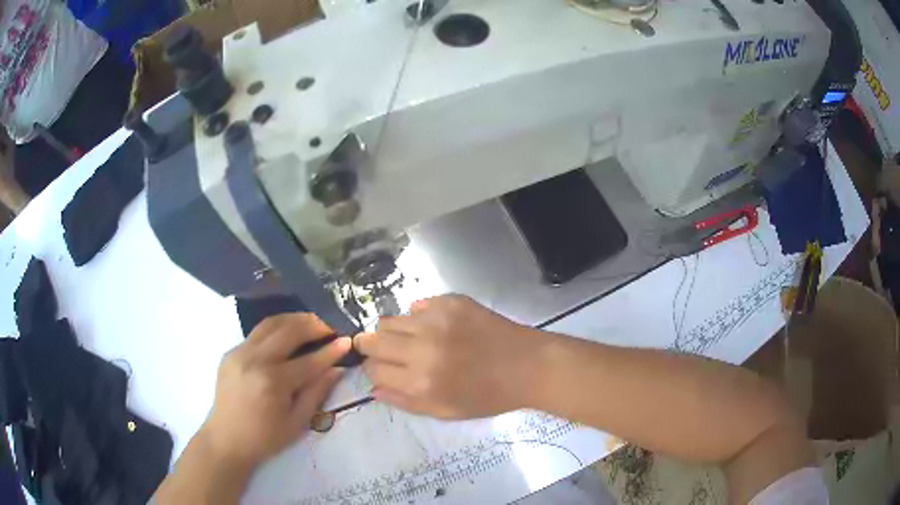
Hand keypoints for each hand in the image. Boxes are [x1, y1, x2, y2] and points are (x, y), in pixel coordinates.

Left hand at [201, 313, 349, 467]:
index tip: (347, 340)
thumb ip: (317, 392)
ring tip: (310, 323)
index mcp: (273, 382)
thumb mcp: (297, 422)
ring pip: (271, 323)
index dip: (331, 350)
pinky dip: (276, 328)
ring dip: (294, 319)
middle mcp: (255, 360)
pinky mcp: (231, 351)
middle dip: (313, 325)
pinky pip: (257, 333)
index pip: (309, 360)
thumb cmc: (265, 437)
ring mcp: (240, 352)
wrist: (226, 439)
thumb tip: (336, 369)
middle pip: (289, 330)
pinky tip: (286, 335)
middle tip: (329, 328)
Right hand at [356, 295, 553, 418]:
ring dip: (394, 332)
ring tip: (413, 340)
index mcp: (421, 381)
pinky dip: (419, 317)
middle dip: (371, 347)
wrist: (528, 365)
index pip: (373, 369)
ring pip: (390, 320)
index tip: (383, 370)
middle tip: (384, 351)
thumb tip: (373, 389)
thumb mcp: (445, 411)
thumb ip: (405, 401)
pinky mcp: (451, 301)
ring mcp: (437, 320)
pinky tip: (436, 327)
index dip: (374, 370)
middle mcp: (423, 347)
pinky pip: (418, 305)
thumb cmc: (489, 396)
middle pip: (372, 339)